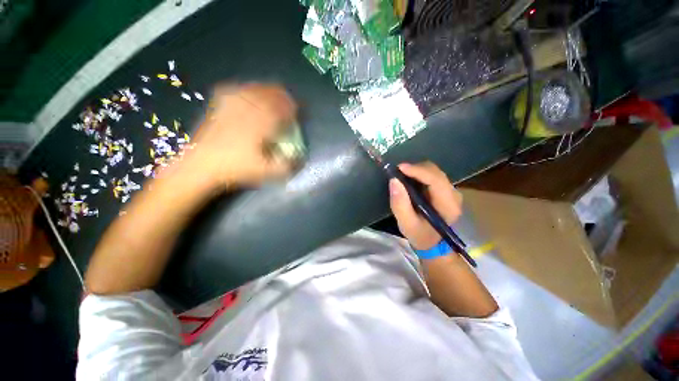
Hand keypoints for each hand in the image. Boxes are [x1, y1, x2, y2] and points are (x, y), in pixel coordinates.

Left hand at [184, 83, 296, 187]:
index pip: (280, 109)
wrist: (202, 165)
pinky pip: (233, 92)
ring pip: (251, 90)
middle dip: (281, 96)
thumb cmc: (236, 168)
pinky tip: (246, 91)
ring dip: (265, 90)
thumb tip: (299, 160)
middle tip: (288, 99)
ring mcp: (231, 107)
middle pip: (267, 95)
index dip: (291, 108)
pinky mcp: (218, 108)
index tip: (297, 110)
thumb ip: (285, 166)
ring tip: (272, 93)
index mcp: (260, 125)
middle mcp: (247, 112)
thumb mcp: (265, 172)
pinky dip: (244, 89)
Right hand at [389, 162, 462, 249]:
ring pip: (434, 171)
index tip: (399, 168)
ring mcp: (451, 191)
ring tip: (401, 176)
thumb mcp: (406, 224)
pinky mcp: (445, 189)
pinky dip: (418, 174)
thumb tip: (394, 180)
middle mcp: (454, 195)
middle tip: (397, 172)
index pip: (436, 180)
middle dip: (415, 169)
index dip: (418, 171)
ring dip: (416, 171)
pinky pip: (431, 175)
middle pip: (435, 172)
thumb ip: (399, 204)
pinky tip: (409, 179)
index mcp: (448, 206)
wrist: (431, 242)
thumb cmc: (419, 235)